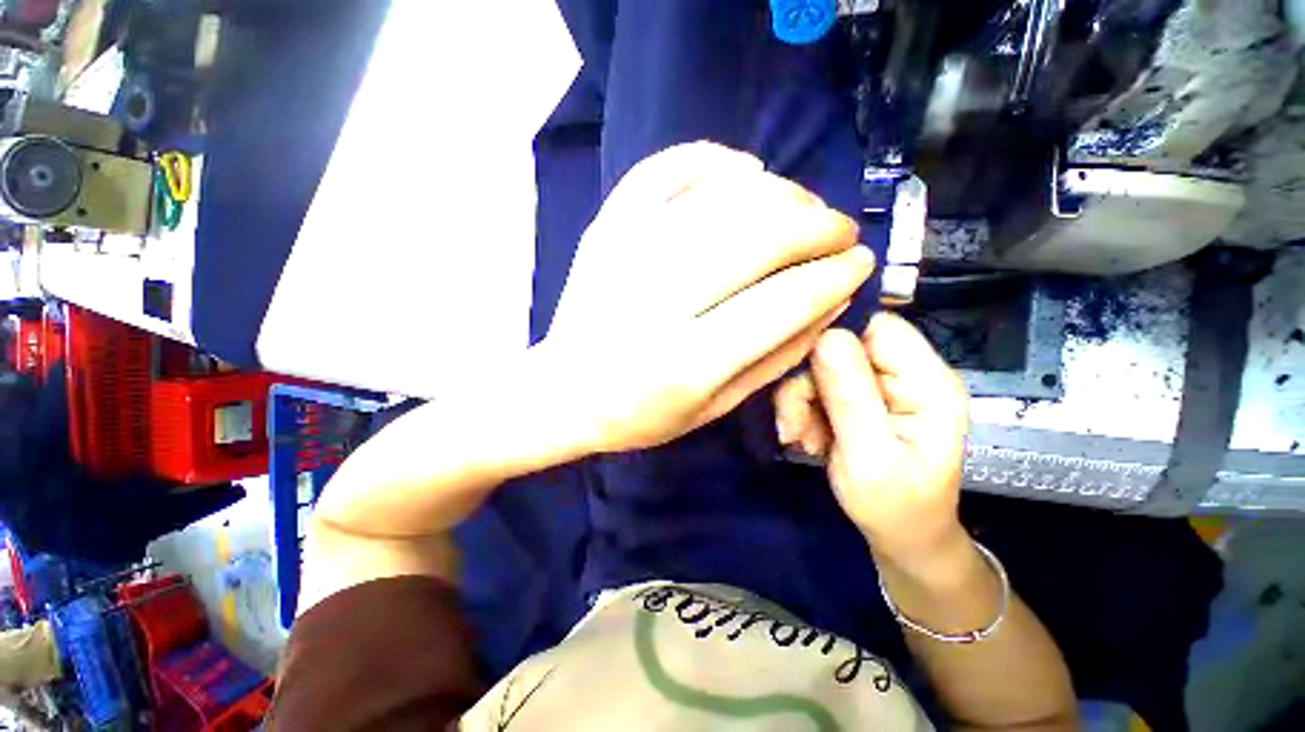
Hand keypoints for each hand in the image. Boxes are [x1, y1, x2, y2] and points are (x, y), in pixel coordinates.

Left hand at [543, 142, 874, 452]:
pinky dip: (711, 159)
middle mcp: (655, 302)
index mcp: (685, 362)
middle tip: (838, 231)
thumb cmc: (641, 414)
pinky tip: (745, 171)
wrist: (565, 393)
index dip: (833, 276)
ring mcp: (624, 255)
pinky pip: (662, 170)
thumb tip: (832, 301)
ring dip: (779, 194)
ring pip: (719, 198)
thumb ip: (776, 358)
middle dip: (816, 226)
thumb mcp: (715, 408)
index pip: (781, 303)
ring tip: (803, 209)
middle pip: (756, 238)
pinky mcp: (605, 229)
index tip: (860, 263)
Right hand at [774, 313, 969, 564]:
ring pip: (821, 367)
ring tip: (798, 438)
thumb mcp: (867, 455)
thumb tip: (825, 336)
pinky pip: (817, 387)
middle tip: (791, 423)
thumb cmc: (895, 506)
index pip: (877, 325)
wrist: (902, 538)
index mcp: (926, 382)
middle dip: (806, 383)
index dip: (832, 333)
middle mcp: (905, 374)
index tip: (795, 363)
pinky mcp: (859, 399)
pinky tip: (804, 438)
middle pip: (840, 346)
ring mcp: (880, 386)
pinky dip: (802, 410)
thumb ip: (848, 395)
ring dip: (798, 400)